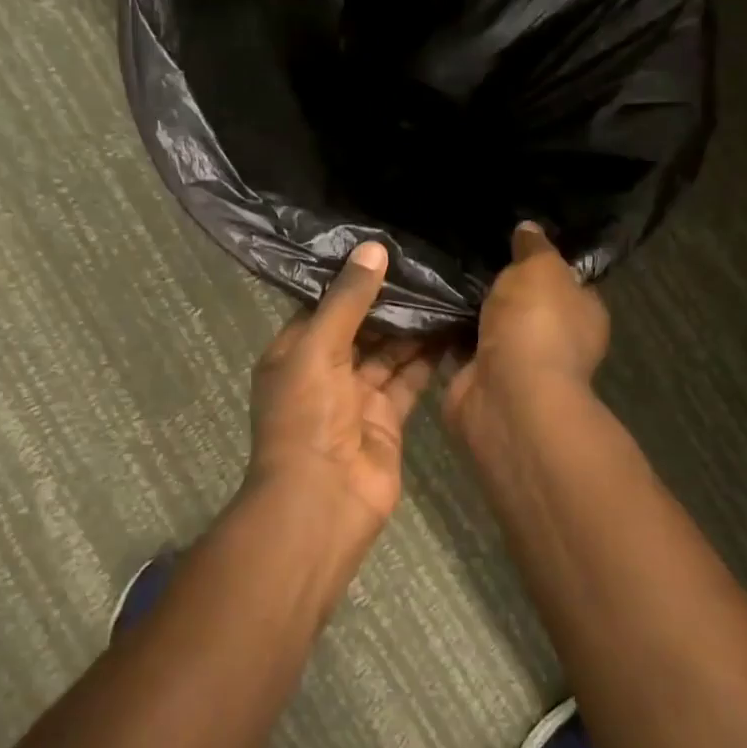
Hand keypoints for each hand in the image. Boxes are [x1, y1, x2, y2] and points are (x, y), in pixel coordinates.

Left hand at [247, 241, 438, 523]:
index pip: (324, 306)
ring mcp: (357, 397)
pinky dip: (428, 358)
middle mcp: (324, 371)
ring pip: (388, 353)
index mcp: (294, 353)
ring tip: (445, 288)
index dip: (352, 280)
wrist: (323, 500)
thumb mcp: (318, 348)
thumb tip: (373, 248)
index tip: (386, 247)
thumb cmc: (306, 416)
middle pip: (360, 328)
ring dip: (412, 327)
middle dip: (389, 302)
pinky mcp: (388, 419)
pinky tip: (453, 328)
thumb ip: (347, 300)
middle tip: (427, 264)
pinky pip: (409, 380)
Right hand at [445, 222, 608, 432]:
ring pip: (486, 326)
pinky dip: (442, 334)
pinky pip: (457, 348)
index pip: (566, 282)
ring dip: (465, 310)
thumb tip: (529, 229)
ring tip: (435, 275)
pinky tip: (421, 307)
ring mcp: (514, 364)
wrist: (508, 395)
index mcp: (583, 313)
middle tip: (463, 255)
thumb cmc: (537, 324)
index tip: (510, 242)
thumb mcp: (541, 268)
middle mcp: (553, 341)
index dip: (541, 263)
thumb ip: (534, 248)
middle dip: (496, 287)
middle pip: (522, 305)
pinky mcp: (477, 380)